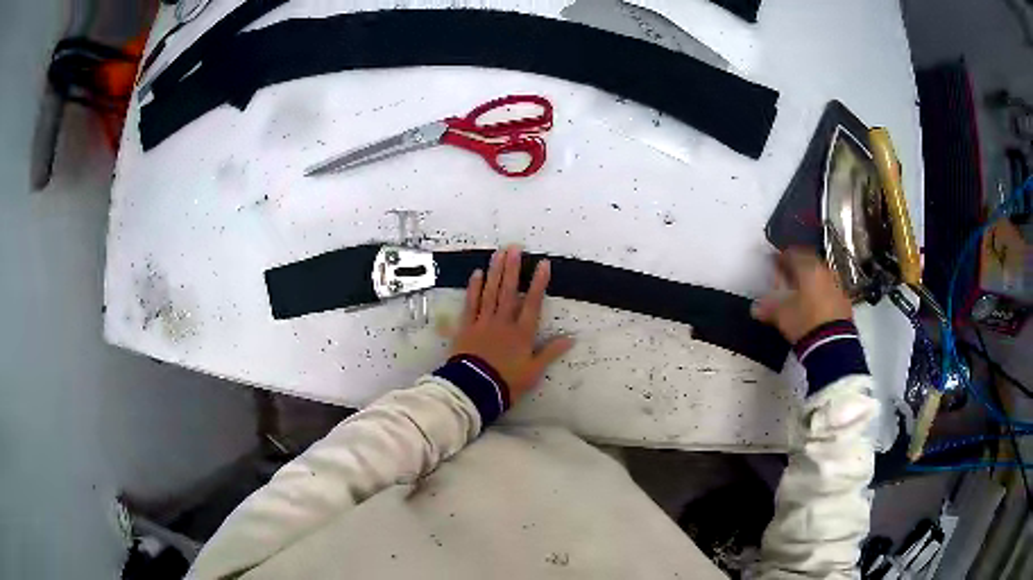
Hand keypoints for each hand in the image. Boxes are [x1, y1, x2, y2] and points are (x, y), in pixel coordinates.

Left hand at [451, 245, 574, 402]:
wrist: (474, 389)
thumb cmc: (506, 382)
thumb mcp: (533, 371)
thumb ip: (550, 352)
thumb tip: (571, 338)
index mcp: (521, 333)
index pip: (533, 303)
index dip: (539, 283)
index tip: (543, 264)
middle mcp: (503, 322)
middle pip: (509, 291)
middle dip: (513, 268)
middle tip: (515, 247)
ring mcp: (483, 322)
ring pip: (490, 293)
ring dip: (495, 272)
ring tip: (498, 253)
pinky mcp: (466, 327)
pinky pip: (470, 304)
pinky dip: (474, 288)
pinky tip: (477, 273)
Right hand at [751, 248, 853, 342]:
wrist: (832, 344)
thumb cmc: (804, 321)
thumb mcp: (781, 315)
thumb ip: (767, 308)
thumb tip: (756, 308)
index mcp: (808, 267)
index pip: (792, 254)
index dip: (781, 258)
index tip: (774, 263)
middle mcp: (824, 271)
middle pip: (809, 263)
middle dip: (798, 269)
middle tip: (787, 277)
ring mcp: (837, 286)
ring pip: (821, 277)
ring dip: (811, 282)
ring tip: (801, 294)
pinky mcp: (845, 303)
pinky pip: (830, 292)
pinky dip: (821, 295)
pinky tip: (814, 307)